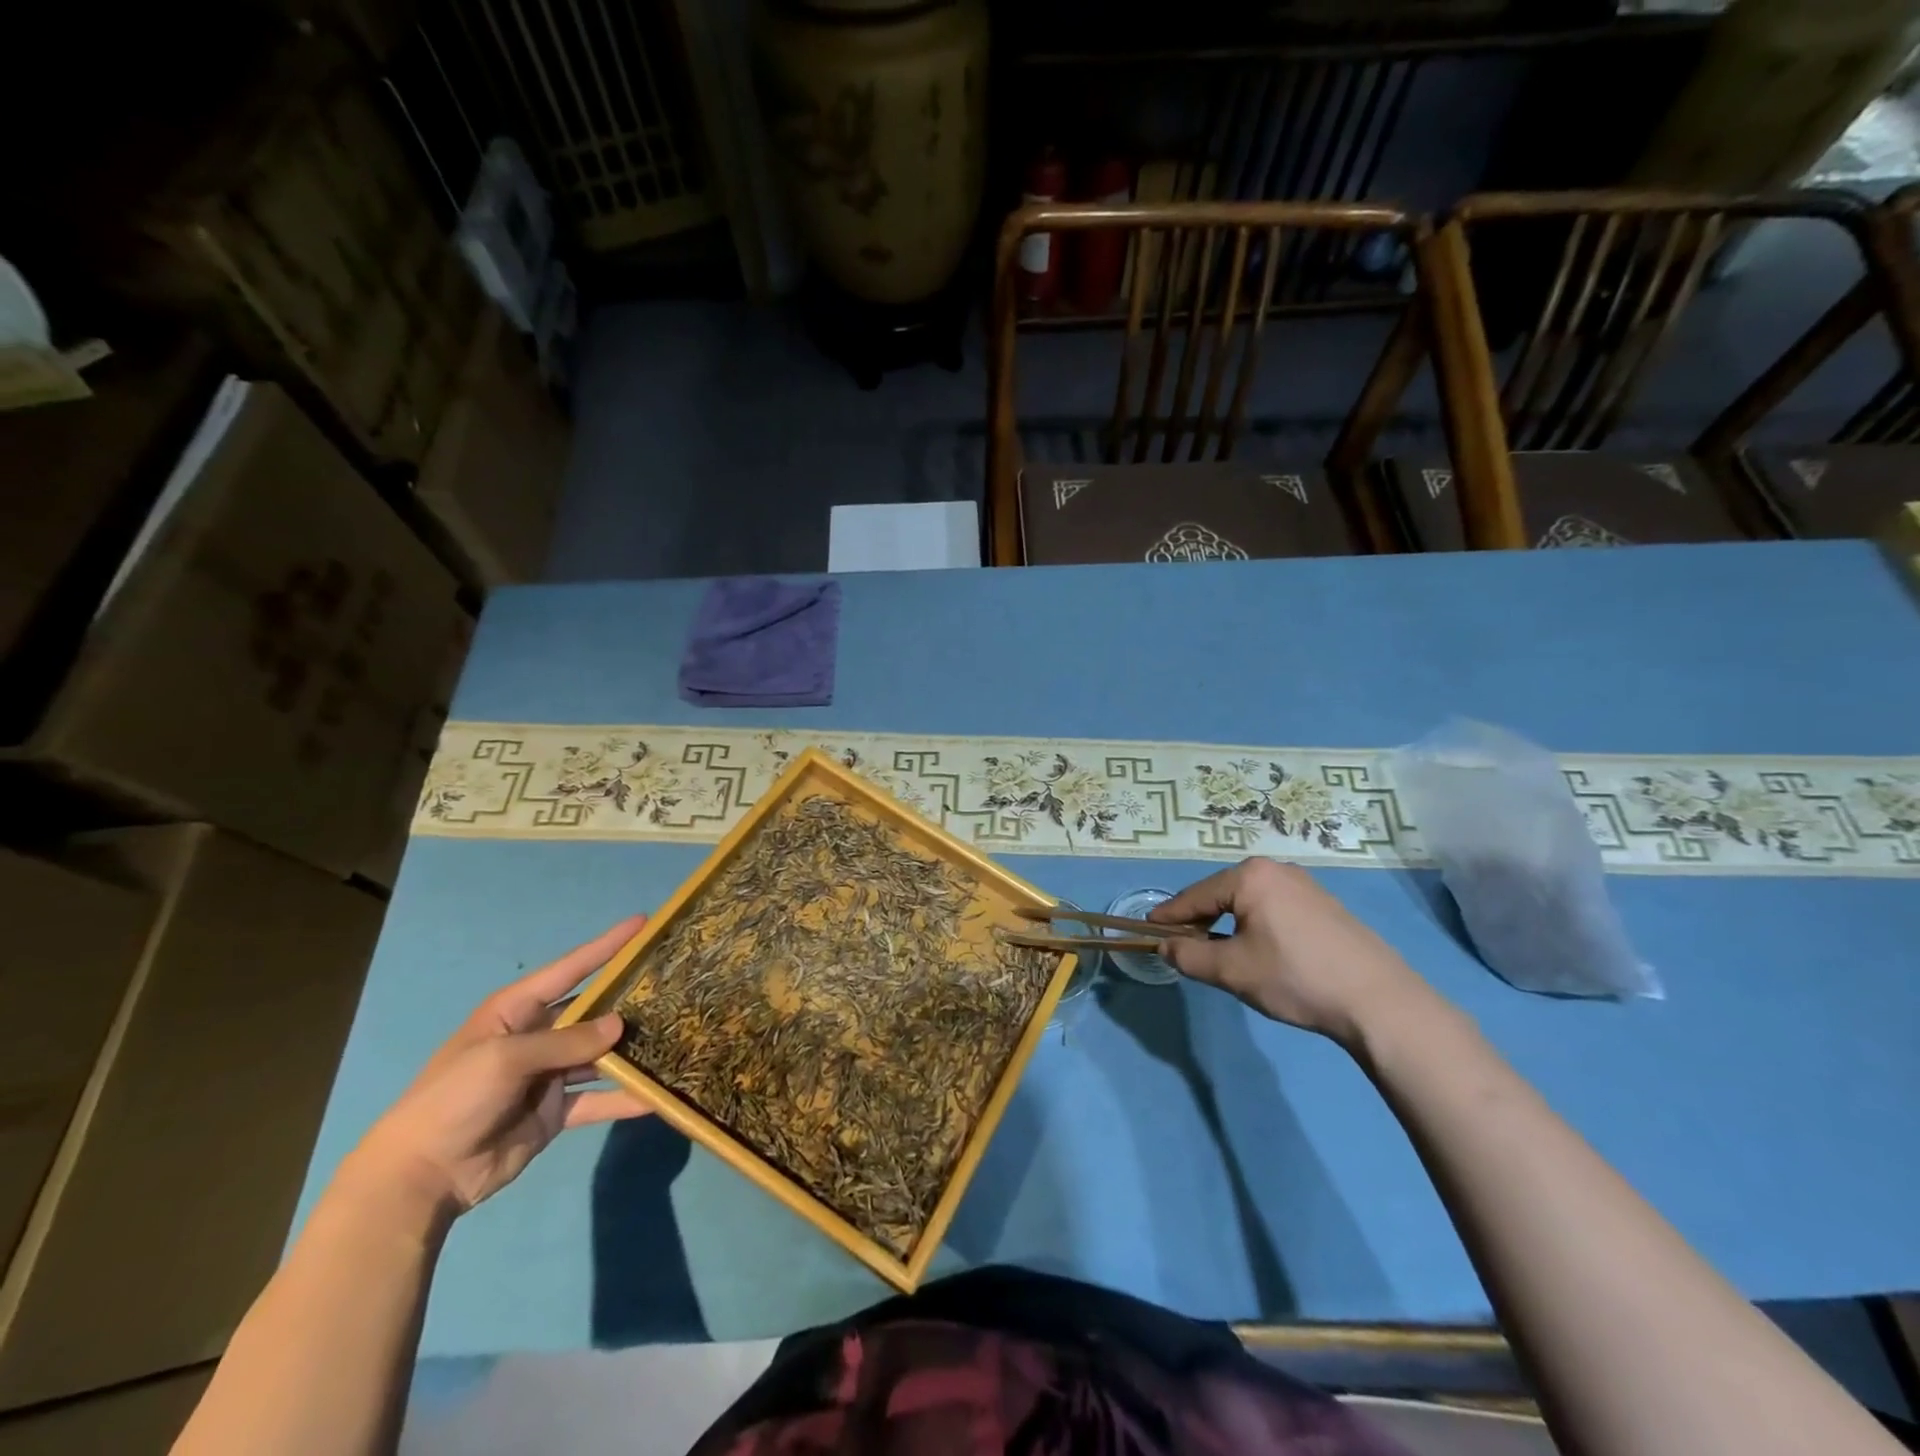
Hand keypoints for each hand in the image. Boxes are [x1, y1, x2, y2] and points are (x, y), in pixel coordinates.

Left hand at [349, 916, 650, 1219]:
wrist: (420, 1176)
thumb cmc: (454, 1099)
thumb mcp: (506, 1059)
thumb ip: (566, 1041)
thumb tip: (619, 1026)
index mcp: (517, 1010)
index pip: (571, 968)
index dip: (607, 946)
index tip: (643, 924)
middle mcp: (538, 1035)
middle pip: (593, 1011)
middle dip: (629, 999)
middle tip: (675, 984)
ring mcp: (550, 1074)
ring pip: (601, 1054)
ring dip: (632, 1049)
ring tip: (676, 1035)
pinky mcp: (557, 1111)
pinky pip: (598, 1099)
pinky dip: (624, 1098)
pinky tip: (656, 1097)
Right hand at [1149, 858, 1424, 1043]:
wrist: (1379, 1002)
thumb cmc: (1295, 978)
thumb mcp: (1231, 970)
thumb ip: (1188, 956)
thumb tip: (1164, 946)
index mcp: (1249, 876)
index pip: (1194, 895)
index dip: (1168, 916)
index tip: (1147, 929)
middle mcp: (1276, 870)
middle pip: (1221, 894)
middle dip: (1199, 919)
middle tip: (1182, 946)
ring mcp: (1305, 885)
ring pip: (1248, 902)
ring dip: (1227, 923)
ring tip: (1217, 952)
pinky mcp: (1325, 905)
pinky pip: (1273, 908)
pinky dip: (1254, 924)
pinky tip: (1258, 951)